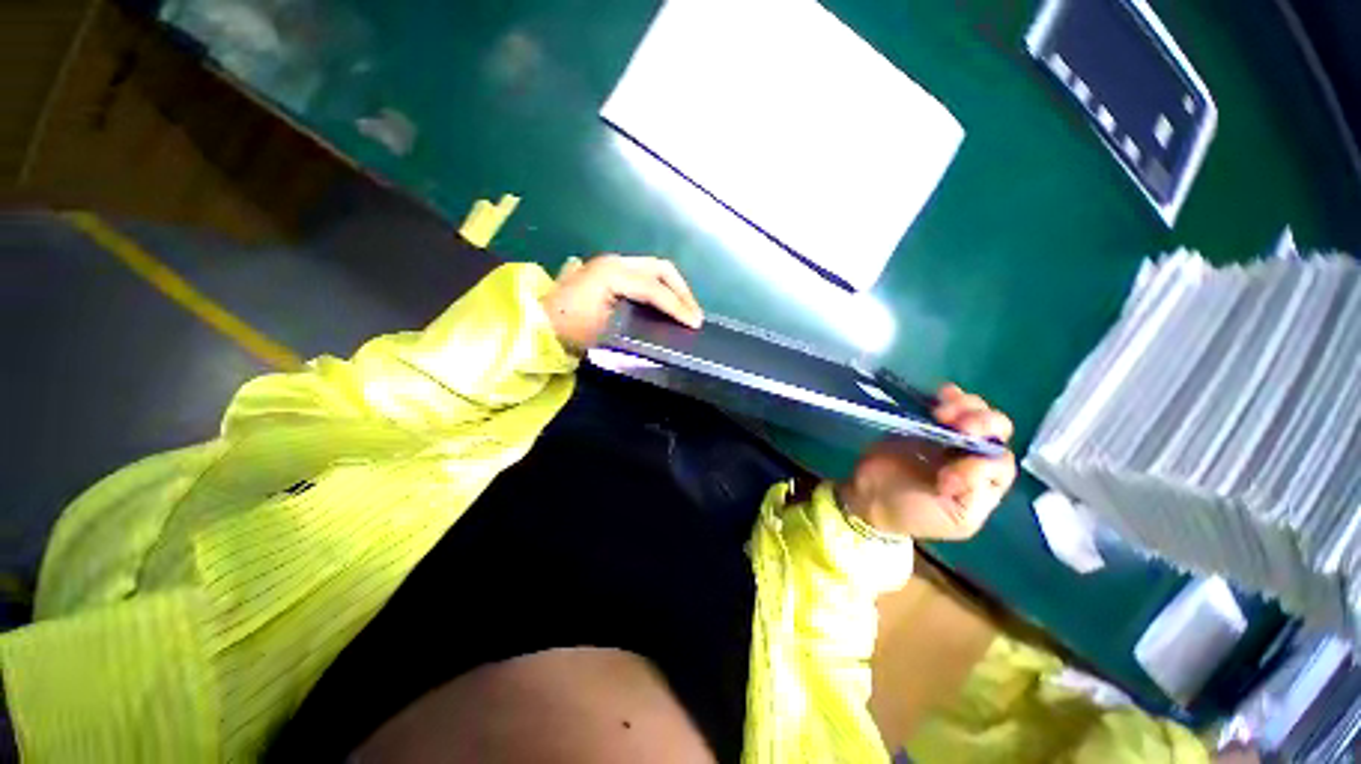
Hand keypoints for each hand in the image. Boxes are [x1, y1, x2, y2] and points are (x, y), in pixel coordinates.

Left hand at [541, 254, 703, 353]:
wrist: (537, 323)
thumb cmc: (569, 330)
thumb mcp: (604, 330)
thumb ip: (639, 322)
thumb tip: (666, 325)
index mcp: (613, 273)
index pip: (654, 288)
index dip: (678, 306)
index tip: (695, 324)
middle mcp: (615, 261)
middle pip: (660, 268)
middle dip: (682, 290)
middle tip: (694, 314)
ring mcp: (612, 263)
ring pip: (654, 268)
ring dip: (673, 287)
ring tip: (685, 309)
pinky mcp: (610, 270)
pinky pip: (644, 273)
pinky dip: (660, 286)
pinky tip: (665, 302)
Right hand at [839, 384, 1016, 539]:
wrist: (870, 496)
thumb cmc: (912, 513)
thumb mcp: (954, 518)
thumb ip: (973, 494)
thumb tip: (970, 463)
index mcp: (985, 485)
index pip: (1000, 464)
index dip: (980, 463)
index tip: (946, 473)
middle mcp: (973, 458)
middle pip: (996, 432)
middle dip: (983, 423)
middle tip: (959, 424)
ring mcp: (950, 438)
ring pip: (976, 413)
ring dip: (967, 406)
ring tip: (942, 410)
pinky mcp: (927, 424)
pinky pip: (948, 405)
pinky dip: (950, 396)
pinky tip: (942, 393)